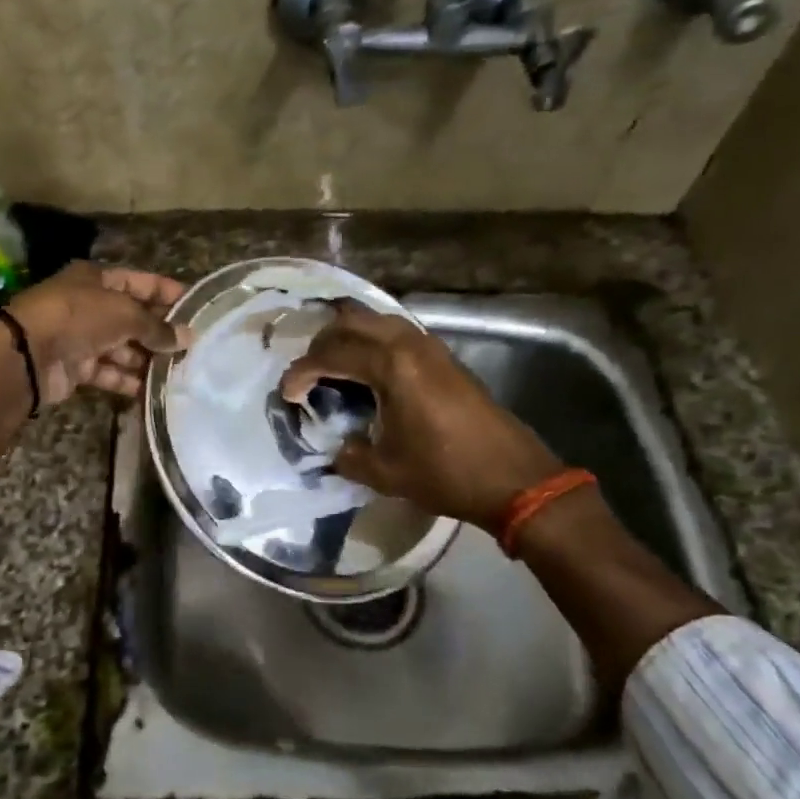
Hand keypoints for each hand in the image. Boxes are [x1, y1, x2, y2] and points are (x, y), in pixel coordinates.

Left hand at [7, 262, 186, 402]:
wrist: (27, 354)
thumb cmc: (79, 317)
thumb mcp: (124, 313)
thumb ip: (157, 327)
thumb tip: (188, 338)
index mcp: (97, 279)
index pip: (140, 282)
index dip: (167, 293)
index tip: (196, 308)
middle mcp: (90, 305)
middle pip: (132, 317)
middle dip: (160, 331)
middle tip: (193, 347)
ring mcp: (81, 337)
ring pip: (122, 347)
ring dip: (147, 359)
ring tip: (179, 371)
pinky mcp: (76, 367)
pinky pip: (109, 372)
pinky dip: (128, 380)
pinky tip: (154, 389)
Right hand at [280, 301, 562, 528]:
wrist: (513, 477)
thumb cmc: (445, 473)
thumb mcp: (385, 472)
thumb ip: (348, 455)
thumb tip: (335, 446)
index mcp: (390, 366)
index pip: (331, 355)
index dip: (301, 372)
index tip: (286, 395)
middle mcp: (408, 344)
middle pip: (350, 321)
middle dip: (321, 343)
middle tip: (308, 373)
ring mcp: (430, 345)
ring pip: (376, 320)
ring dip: (349, 337)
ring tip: (334, 367)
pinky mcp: (444, 356)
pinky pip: (396, 332)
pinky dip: (373, 342)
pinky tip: (368, 371)